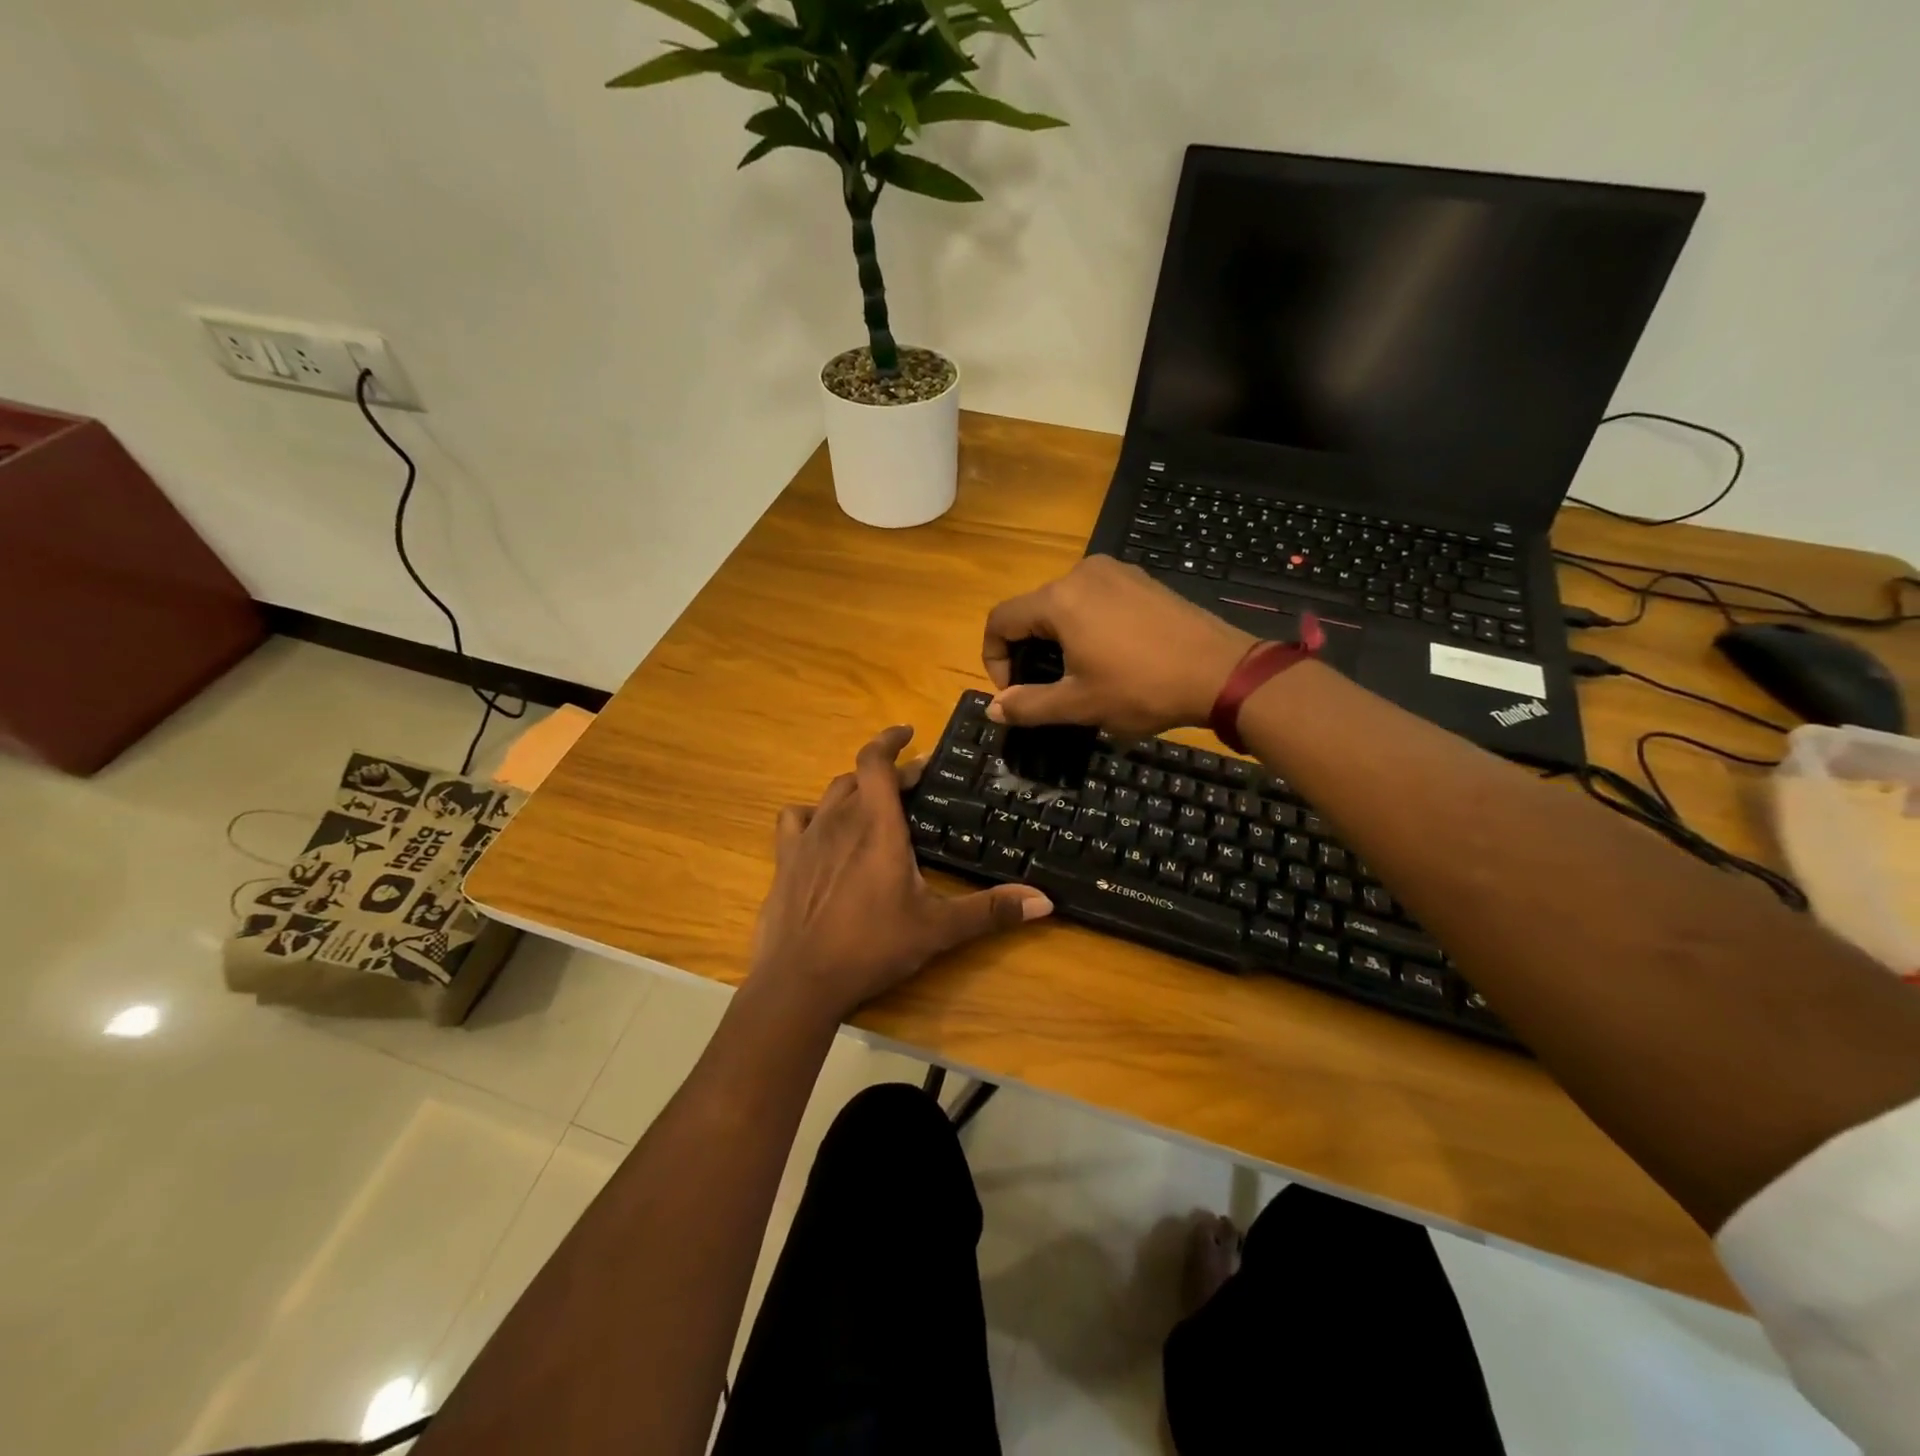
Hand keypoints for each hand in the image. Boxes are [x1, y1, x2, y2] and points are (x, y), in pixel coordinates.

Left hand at [749, 726, 1052, 1022]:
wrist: (800, 981)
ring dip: (853, 790)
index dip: (889, 739)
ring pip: (830, 794)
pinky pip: (795, 820)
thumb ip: (991, 911)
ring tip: (873, 802)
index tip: (908, 732)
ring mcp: (806, 839)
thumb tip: (1045, 900)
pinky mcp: (784, 860)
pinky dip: (812, 815)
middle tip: (912, 783)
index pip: (876, 761)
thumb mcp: (938, 929)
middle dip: (887, 772)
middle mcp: (838, 820)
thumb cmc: (872, 946)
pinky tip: (822, 830)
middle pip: (859, 776)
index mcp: (877, 826)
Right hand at [982, 555, 1256, 734]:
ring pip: (1064, 604)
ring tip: (1078, 674)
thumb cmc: (1142, 689)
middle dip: (1027, 650)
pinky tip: (1110, 655)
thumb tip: (992, 710)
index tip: (1014, 692)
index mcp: (1059, 599)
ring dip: (1057, 639)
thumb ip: (1028, 705)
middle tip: (1045, 688)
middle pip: (1032, 610)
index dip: (994, 659)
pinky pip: (1095, 599)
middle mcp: (1082, 573)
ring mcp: (1116, 571)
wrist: (1222, 672)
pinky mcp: (1141, 579)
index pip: (1001, 621)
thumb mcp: (1079, 704)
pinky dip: (1086, 625)